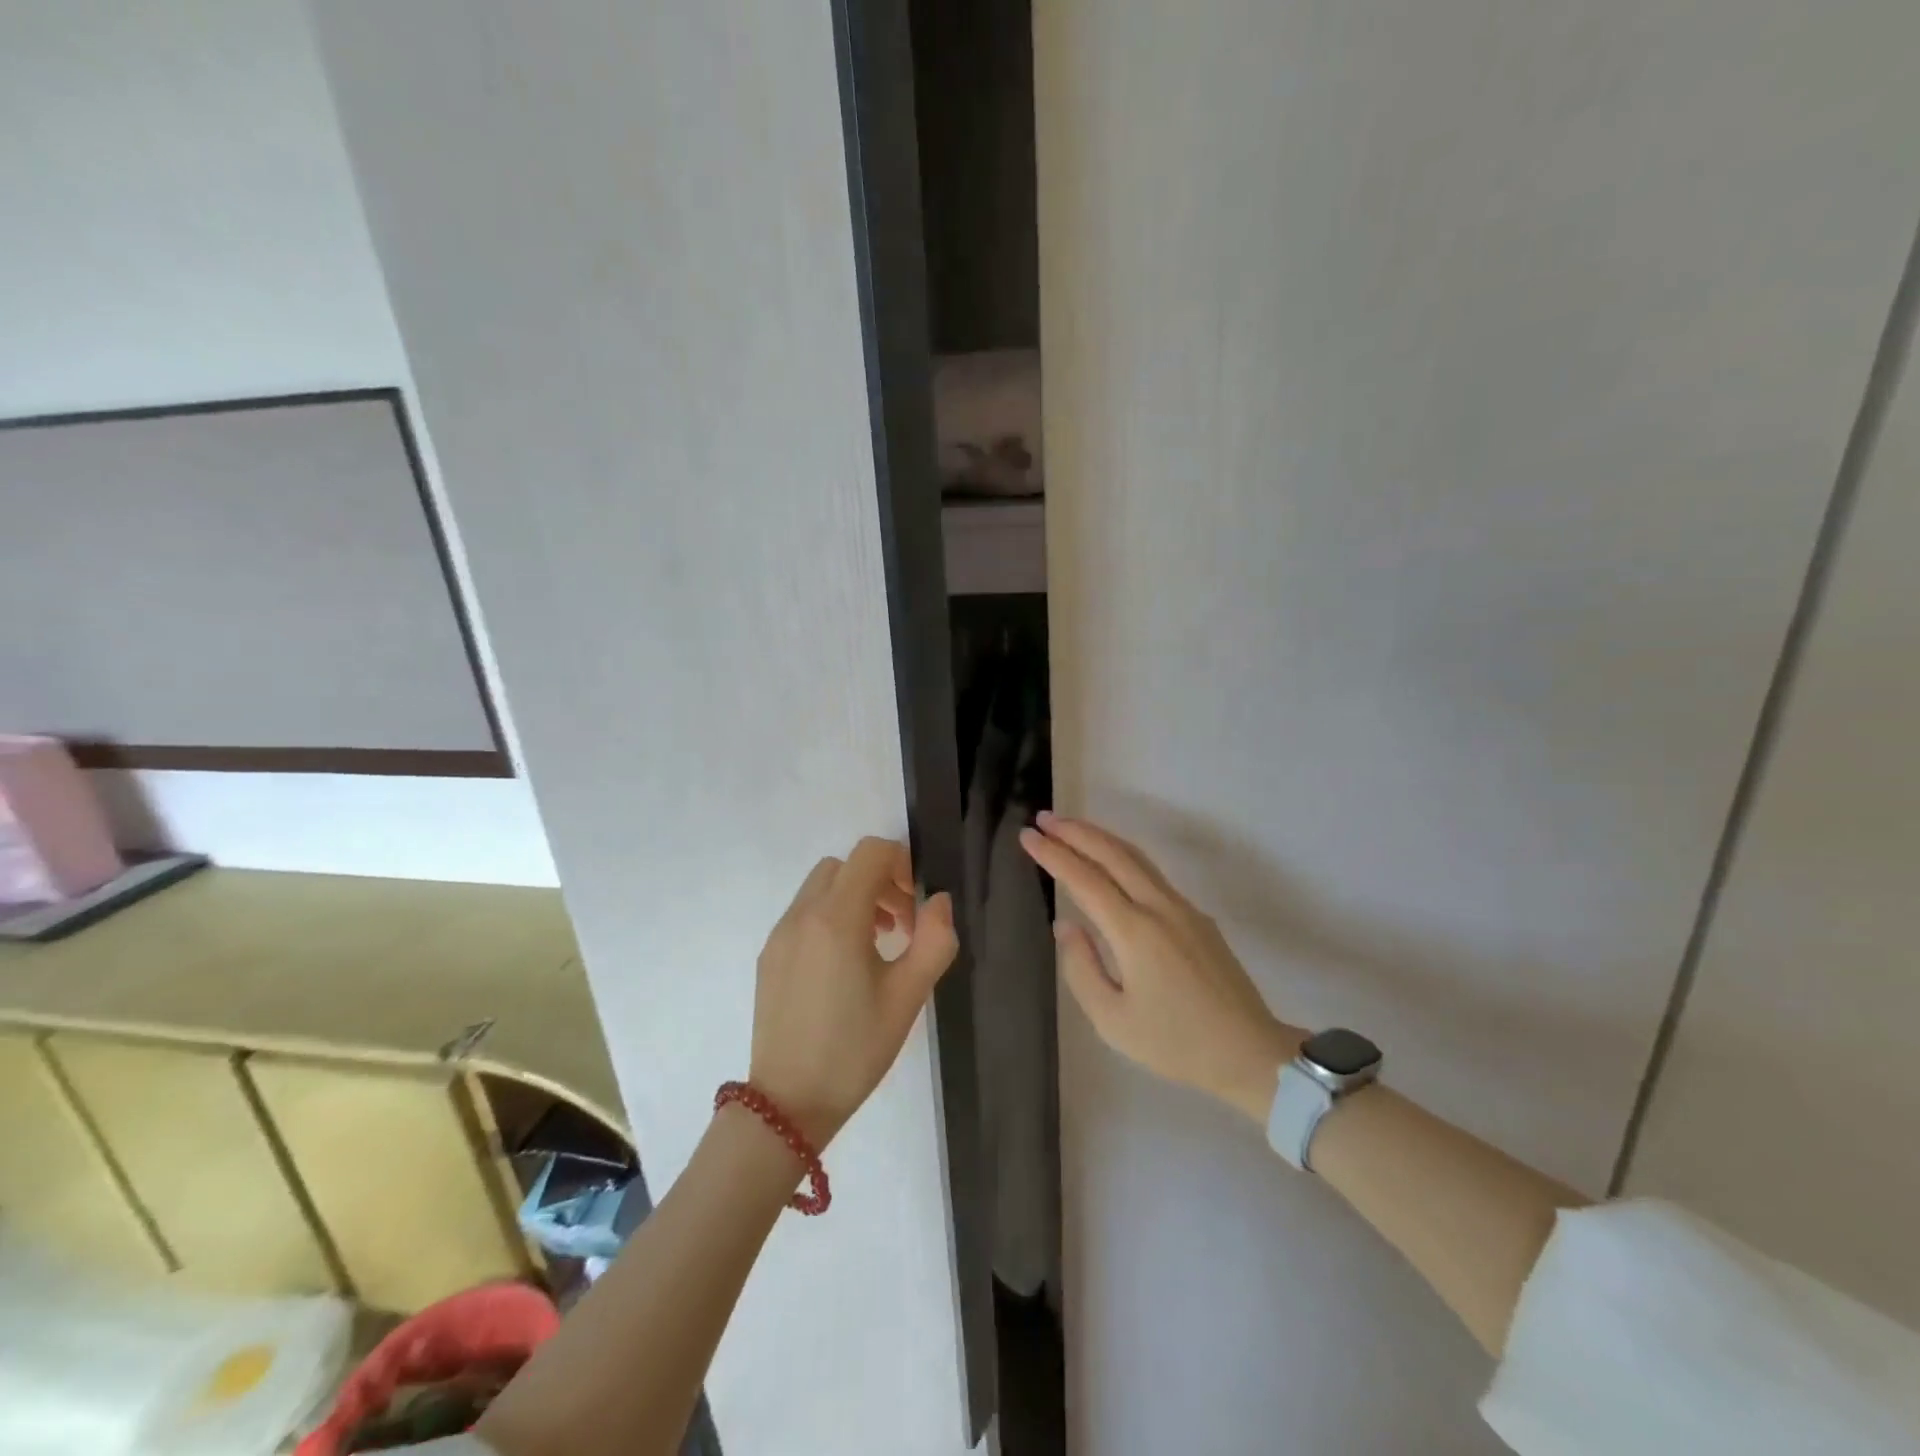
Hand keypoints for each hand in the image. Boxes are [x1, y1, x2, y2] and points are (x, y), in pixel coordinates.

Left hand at [749, 837, 957, 1145]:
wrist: (788, 1104)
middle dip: (879, 880)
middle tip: (902, 924)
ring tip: (878, 943)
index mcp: (837, 918)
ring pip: (821, 887)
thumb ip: (934, 940)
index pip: (870, 852)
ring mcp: (780, 934)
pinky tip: (845, 965)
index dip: (902, 863)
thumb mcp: (908, 997)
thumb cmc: (855, 1049)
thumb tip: (939, 901)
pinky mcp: (769, 956)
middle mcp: (802, 915)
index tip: (917, 901)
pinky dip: (830, 917)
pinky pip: (803, 913)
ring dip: (854, 897)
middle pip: (844, 866)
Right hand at [1019, 812, 1300, 1122]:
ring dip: (1100, 838)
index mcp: (1135, 931)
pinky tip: (1110, 862)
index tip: (1027, 836)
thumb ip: (1081, 968)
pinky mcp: (1197, 917)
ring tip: (1070, 829)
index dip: (1053, 854)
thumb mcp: (1112, 1020)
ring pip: (1136, 858)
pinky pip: (1152, 873)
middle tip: (1043, 818)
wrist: (1249, 1053)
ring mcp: (1183, 908)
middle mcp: (1160, 907)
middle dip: (1075, 832)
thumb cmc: (1175, 1044)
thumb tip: (1066, 925)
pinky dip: (1122, 856)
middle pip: (1113, 854)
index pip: (1085, 879)